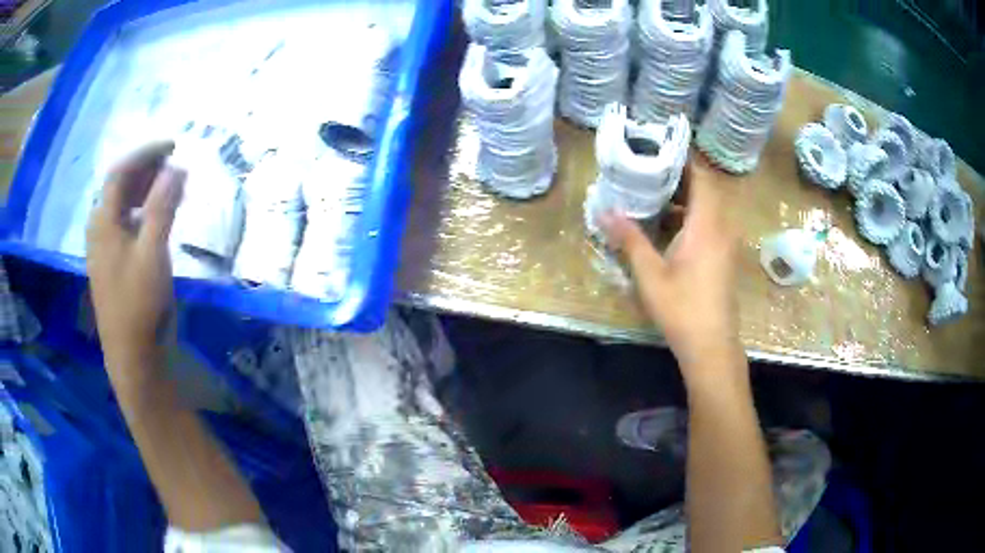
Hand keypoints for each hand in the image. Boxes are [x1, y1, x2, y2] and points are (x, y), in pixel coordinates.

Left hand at [86, 142, 184, 379]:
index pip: (120, 172)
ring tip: (169, 182)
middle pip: (119, 185)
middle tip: (174, 161)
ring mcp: (104, 247)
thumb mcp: (152, 253)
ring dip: (144, 188)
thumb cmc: (139, 303)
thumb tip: (177, 167)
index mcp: (103, 221)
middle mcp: (99, 228)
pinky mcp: (113, 262)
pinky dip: (142, 209)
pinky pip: (125, 222)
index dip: (145, 153)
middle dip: (146, 168)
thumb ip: (163, 207)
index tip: (173, 145)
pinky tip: (156, 214)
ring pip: (122, 204)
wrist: (131, 354)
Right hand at [600, 155, 742, 384]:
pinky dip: (692, 217)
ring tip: (654, 195)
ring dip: (685, 198)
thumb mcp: (650, 275)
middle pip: (705, 189)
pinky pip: (711, 223)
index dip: (682, 160)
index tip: (657, 150)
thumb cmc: (682, 309)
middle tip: (648, 171)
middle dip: (679, 177)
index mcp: (706, 225)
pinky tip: (668, 227)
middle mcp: (722, 227)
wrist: (711, 346)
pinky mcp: (725, 257)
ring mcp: (727, 243)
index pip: (701, 177)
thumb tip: (605, 212)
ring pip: (709, 207)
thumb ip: (630, 239)